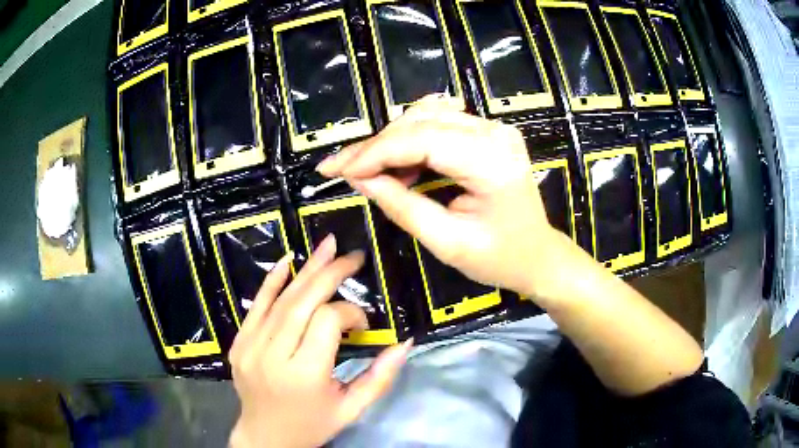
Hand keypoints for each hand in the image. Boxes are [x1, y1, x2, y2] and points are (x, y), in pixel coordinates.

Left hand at [229, 235, 412, 447]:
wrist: (265, 436)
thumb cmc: (313, 425)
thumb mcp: (352, 408)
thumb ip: (380, 377)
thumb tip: (406, 341)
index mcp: (304, 374)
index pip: (328, 322)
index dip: (351, 312)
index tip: (363, 322)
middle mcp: (273, 355)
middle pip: (303, 302)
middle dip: (331, 274)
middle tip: (353, 256)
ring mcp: (250, 346)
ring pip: (281, 299)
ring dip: (306, 270)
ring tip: (327, 246)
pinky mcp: (238, 342)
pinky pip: (256, 305)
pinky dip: (272, 280)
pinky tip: (288, 260)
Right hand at [317, 98, 568, 297]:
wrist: (538, 255)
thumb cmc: (499, 258)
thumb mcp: (446, 242)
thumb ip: (401, 206)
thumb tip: (358, 179)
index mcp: (491, 161)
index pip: (420, 140)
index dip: (372, 153)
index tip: (334, 169)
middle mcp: (494, 132)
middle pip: (419, 122)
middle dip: (375, 146)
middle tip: (341, 169)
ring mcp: (493, 128)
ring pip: (425, 117)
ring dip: (391, 142)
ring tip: (371, 173)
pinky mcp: (488, 132)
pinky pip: (439, 122)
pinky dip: (411, 139)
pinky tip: (399, 164)